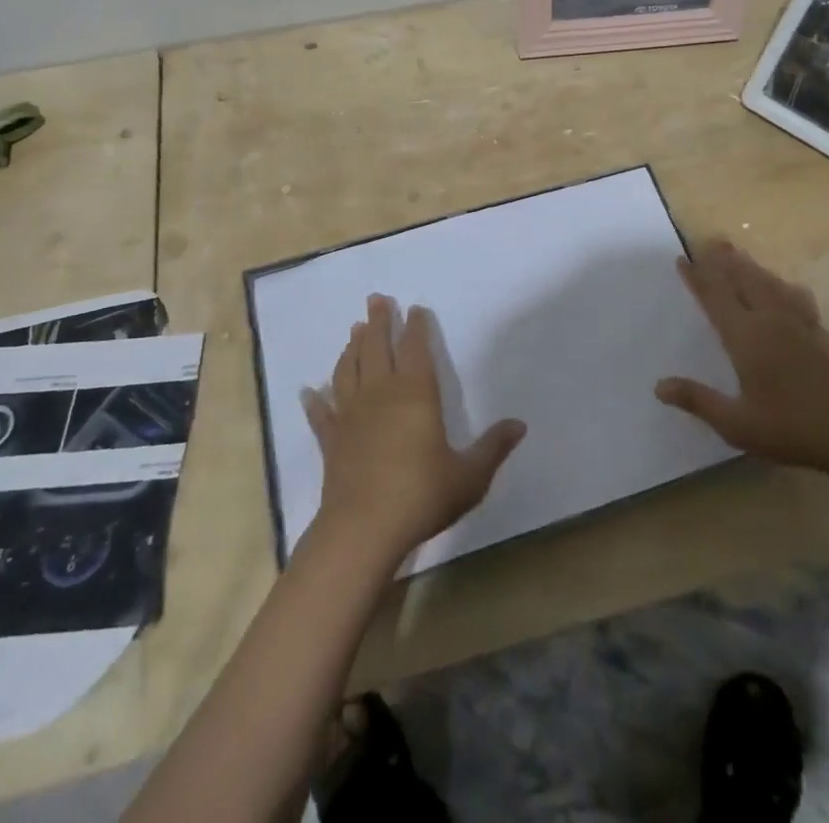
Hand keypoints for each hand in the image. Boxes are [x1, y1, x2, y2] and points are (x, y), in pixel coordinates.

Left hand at [301, 295, 525, 567]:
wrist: (363, 529)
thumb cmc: (421, 495)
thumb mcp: (469, 475)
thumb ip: (493, 448)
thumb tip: (520, 424)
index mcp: (416, 394)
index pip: (416, 350)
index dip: (416, 327)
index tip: (414, 308)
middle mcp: (381, 394)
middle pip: (377, 348)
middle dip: (379, 322)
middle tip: (375, 299)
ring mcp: (351, 415)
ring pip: (348, 371)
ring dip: (351, 348)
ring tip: (354, 330)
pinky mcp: (331, 441)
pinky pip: (321, 414)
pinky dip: (314, 401)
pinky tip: (308, 391)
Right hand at [655, 239, 828, 474]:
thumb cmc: (788, 429)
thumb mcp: (736, 424)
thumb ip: (698, 400)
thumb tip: (658, 386)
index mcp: (746, 338)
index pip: (715, 299)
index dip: (697, 278)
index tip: (682, 259)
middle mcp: (770, 321)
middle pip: (743, 280)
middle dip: (724, 261)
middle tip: (709, 241)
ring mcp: (797, 324)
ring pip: (769, 284)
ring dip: (750, 266)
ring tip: (737, 252)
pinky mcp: (817, 332)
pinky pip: (797, 298)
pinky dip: (784, 286)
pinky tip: (785, 285)